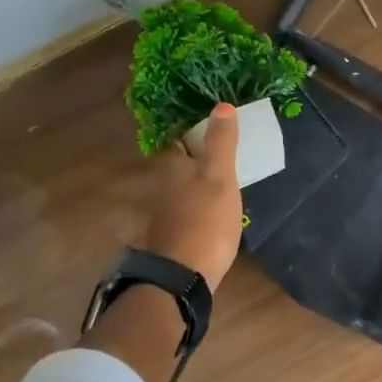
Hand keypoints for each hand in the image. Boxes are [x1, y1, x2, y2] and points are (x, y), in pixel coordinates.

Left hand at [143, 103, 242, 289]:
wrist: (182, 276)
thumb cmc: (205, 221)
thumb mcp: (220, 176)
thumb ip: (221, 142)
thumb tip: (221, 105)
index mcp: (173, 167)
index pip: (177, 140)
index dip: (192, 132)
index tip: (211, 130)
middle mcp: (161, 187)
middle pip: (176, 166)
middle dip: (193, 160)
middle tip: (219, 158)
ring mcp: (162, 215)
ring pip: (178, 191)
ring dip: (194, 186)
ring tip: (219, 187)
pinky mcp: (170, 239)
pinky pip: (183, 214)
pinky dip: (194, 210)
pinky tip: (210, 217)